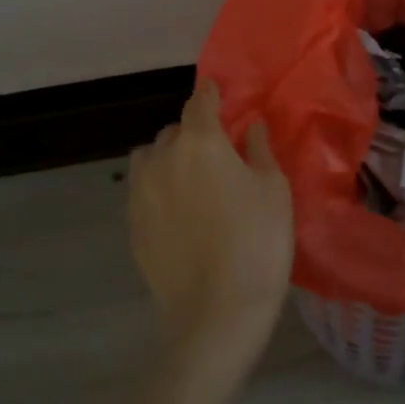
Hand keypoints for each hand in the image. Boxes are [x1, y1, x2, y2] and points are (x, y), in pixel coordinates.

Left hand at [128, 82, 293, 363]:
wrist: (216, 311)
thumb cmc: (257, 241)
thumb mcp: (273, 189)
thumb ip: (258, 149)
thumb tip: (249, 125)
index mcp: (201, 141)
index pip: (200, 101)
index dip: (210, 93)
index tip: (217, 91)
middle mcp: (163, 157)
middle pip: (175, 130)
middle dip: (194, 131)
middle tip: (218, 151)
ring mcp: (141, 192)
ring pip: (151, 157)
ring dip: (168, 156)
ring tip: (190, 178)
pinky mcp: (131, 224)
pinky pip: (142, 189)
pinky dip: (157, 187)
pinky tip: (178, 210)